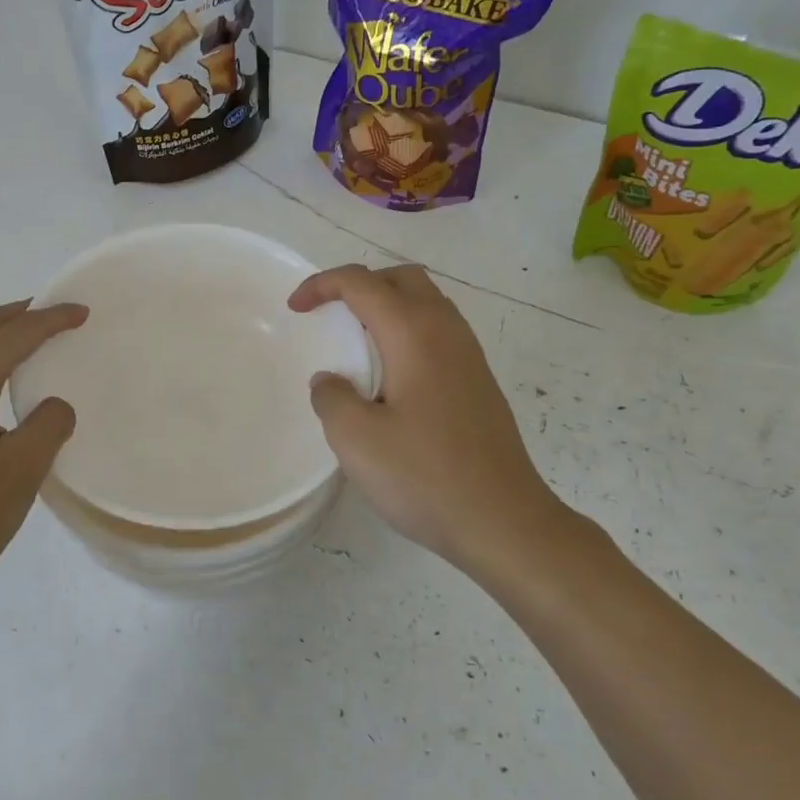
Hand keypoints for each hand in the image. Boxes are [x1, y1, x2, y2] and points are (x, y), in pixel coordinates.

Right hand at [289, 264, 564, 574]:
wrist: (504, 521)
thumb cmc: (426, 477)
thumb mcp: (356, 439)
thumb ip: (332, 397)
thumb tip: (331, 381)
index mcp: (414, 333)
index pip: (362, 283)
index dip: (322, 285)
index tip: (295, 308)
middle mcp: (446, 330)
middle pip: (401, 278)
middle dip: (359, 284)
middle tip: (330, 313)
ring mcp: (469, 355)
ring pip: (425, 302)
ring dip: (386, 305)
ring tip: (356, 342)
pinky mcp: (478, 381)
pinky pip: (437, 331)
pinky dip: (406, 330)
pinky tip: (390, 376)